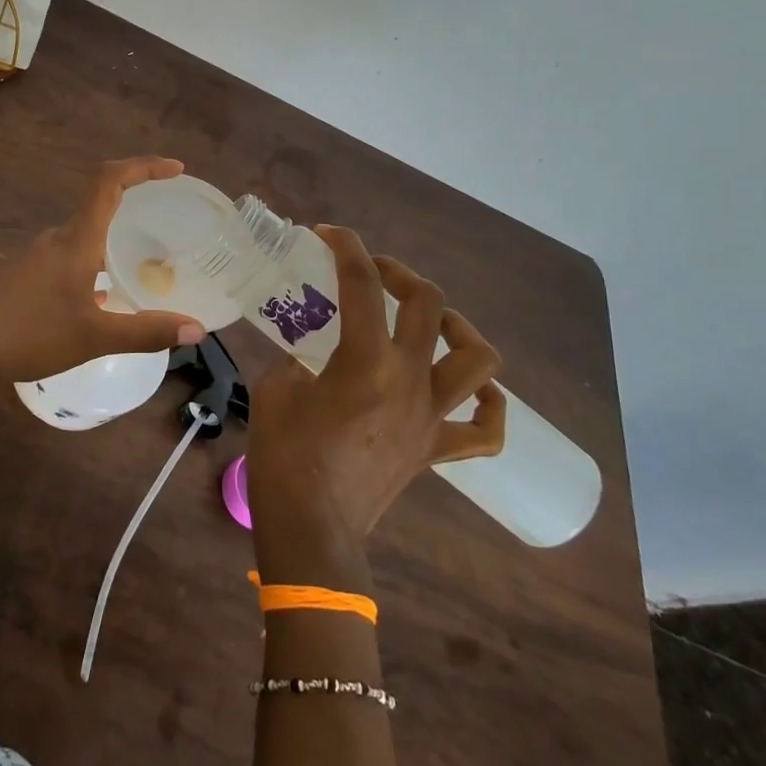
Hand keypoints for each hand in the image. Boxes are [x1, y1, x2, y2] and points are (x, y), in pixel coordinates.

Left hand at [0, 157, 206, 383]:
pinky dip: (99, 262)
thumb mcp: (93, 337)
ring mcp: (41, 257)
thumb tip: (197, 329)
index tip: (176, 169)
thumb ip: (145, 332)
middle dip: (138, 202)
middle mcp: (59, 238)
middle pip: (101, 202)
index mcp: (76, 239)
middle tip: (173, 219)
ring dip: (117, 236)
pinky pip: (74, 256)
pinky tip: (108, 296)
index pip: (109, 180)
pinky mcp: (30, 276)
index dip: (143, 166)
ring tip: (148, 260)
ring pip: (87, 234)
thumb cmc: (26, 332)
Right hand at [246, 225, 503, 588]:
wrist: (311, 531)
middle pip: (428, 305)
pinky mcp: (436, 450)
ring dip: (458, 327)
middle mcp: (410, 379)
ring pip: (476, 360)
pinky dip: (489, 405)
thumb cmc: (285, 458)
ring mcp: (431, 416)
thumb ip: (295, 361)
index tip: (328, 234)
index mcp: (366, 360)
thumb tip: (307, 354)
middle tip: (373, 273)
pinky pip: (484, 431)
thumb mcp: (275, 391)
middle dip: (400, 274)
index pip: (362, 284)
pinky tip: (476, 390)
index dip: (347, 247)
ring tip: (432, 320)